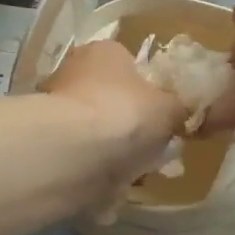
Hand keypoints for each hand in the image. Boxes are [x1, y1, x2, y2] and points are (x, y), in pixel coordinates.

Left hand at [39, 37, 183, 183]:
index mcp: (106, 51)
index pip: (133, 65)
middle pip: (114, 98)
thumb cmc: (126, 114)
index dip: (153, 91)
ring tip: (141, 170)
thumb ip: (181, 107)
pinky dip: (101, 169)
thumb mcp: (171, 108)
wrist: (73, 154)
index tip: (167, 116)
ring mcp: (58, 108)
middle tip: (157, 146)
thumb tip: (184, 111)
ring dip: (118, 149)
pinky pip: (86, 155)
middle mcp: (76, 71)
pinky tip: (117, 184)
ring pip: (100, 130)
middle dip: (134, 124)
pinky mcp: (49, 143)